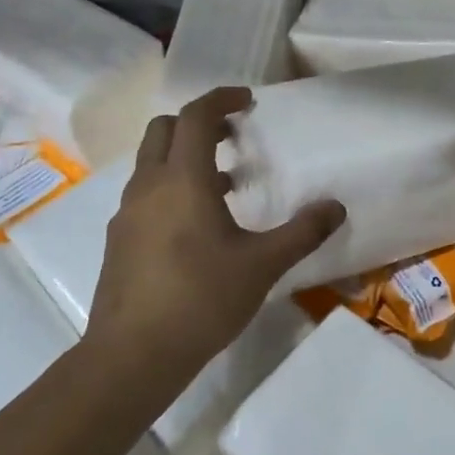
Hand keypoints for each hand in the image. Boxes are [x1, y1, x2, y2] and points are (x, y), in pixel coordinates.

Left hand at [87, 87, 344, 383]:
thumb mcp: (262, 266)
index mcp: (182, 180)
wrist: (132, 356)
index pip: (195, 116)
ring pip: (151, 162)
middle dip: (198, 123)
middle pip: (164, 130)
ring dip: (184, 157)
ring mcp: (127, 213)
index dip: (221, 98)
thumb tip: (335, 207)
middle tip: (233, 137)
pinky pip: (145, 194)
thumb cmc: (201, 300)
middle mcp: (148, 186)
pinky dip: (170, 187)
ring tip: (225, 185)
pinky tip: (197, 227)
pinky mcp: (119, 240)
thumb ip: (301, 232)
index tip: (248, 100)